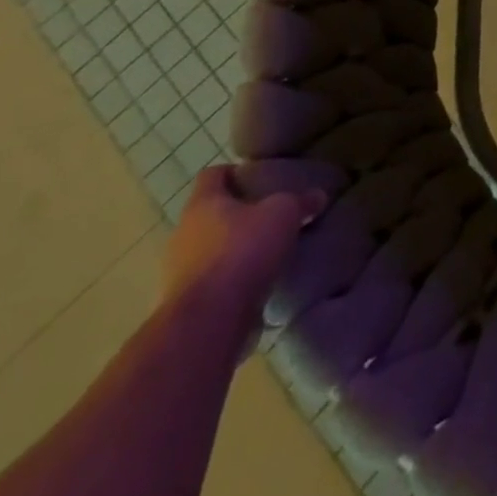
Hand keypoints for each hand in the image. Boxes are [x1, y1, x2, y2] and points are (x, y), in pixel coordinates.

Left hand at [161, 166, 324, 323]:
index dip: (236, 173)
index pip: (213, 174)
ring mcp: (178, 273)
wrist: (209, 322)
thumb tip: (318, 196)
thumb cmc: (243, 251)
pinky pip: (211, 283)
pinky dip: (230, 281)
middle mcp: (183, 234)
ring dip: (233, 251)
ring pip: (209, 250)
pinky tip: (256, 284)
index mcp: (202, 203)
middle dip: (238, 215)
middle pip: (210, 214)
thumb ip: (301, 201)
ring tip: (266, 253)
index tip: (260, 179)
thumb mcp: (284, 214)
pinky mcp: (185, 305)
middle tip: (270, 216)